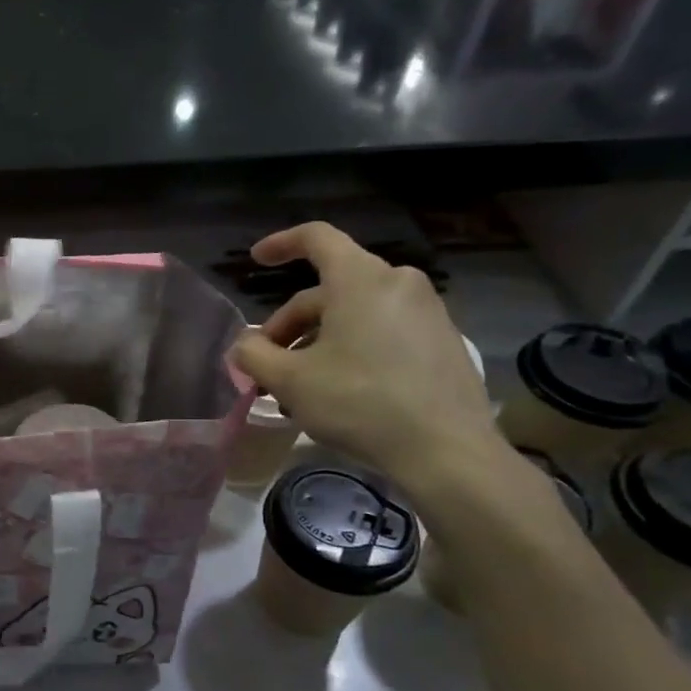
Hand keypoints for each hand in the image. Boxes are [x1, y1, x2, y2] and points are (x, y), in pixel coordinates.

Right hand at [230, 223, 499, 486]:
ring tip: (298, 388)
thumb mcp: (290, 380)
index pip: (317, 238)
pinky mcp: (443, 343)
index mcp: (361, 280)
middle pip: (329, 290)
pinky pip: (384, 332)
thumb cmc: (360, 402)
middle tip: (268, 365)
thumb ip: (254, 355)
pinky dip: (352, 350)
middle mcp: (399, 284)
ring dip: (318, 342)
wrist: (447, 451)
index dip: (281, 244)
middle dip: (291, 324)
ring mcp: (428, 313)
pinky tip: (338, 391)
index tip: (256, 260)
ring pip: (355, 315)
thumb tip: (243, 345)